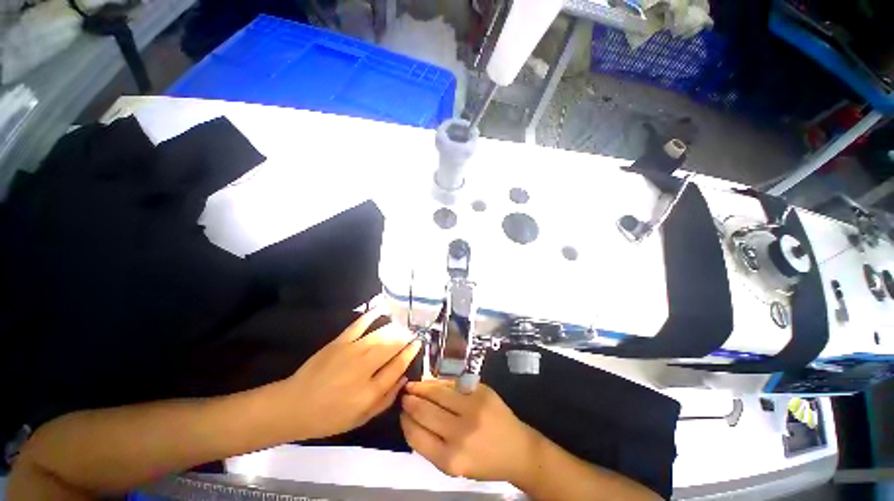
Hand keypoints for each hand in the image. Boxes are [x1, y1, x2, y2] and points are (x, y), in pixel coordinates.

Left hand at [277, 308, 420, 440]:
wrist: (294, 406)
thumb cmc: (329, 417)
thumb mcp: (361, 418)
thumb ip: (385, 400)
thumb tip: (404, 379)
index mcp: (370, 391)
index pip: (398, 366)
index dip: (410, 353)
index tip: (418, 343)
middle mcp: (365, 368)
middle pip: (392, 347)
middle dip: (406, 337)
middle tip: (413, 332)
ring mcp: (352, 352)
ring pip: (381, 335)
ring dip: (395, 328)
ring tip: (404, 324)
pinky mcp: (340, 342)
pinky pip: (360, 324)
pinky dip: (372, 315)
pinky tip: (382, 309)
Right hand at [400, 380, 540, 483]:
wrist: (517, 449)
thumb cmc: (484, 461)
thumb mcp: (454, 466)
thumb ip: (432, 446)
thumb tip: (411, 419)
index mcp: (450, 460)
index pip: (416, 436)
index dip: (405, 422)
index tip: (401, 413)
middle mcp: (460, 433)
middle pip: (425, 411)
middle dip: (410, 402)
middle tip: (404, 396)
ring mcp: (472, 408)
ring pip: (437, 393)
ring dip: (421, 388)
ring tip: (413, 386)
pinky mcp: (481, 391)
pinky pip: (453, 384)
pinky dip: (439, 382)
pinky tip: (431, 382)